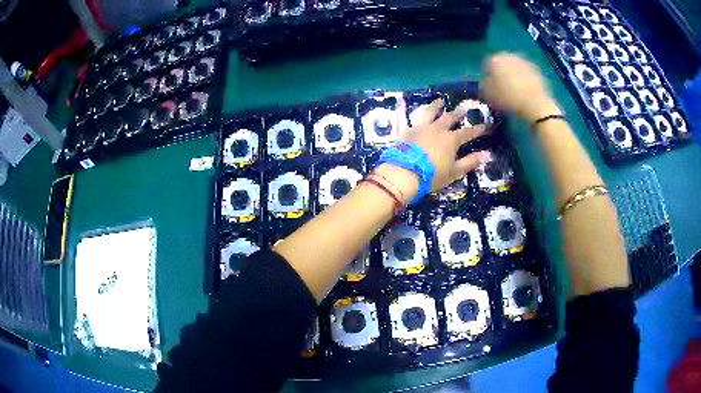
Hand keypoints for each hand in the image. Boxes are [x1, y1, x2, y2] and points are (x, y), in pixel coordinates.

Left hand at [383, 97, 488, 195]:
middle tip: (463, 108)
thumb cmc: (433, 175)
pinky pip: (402, 117)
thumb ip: (470, 162)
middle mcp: (436, 129)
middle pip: (449, 118)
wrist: (405, 174)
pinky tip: (401, 100)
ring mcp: (419, 128)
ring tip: (440, 100)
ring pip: (428, 113)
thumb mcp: (455, 171)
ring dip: (435, 106)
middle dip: (458, 113)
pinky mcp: (404, 131)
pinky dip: (401, 109)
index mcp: (451, 139)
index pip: (469, 132)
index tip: (489, 125)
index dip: (480, 129)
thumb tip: (486, 154)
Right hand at [482, 53, 561, 121]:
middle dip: (501, 71)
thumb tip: (487, 82)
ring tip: (515, 87)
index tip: (489, 84)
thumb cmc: (509, 99)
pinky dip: (524, 78)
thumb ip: (485, 86)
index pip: (487, 63)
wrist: (536, 104)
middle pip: (502, 62)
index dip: (487, 74)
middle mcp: (509, 56)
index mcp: (495, 60)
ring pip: (515, 66)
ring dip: (513, 73)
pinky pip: (526, 72)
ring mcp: (524, 61)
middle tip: (502, 84)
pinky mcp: (536, 69)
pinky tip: (525, 89)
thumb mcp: (490, 96)